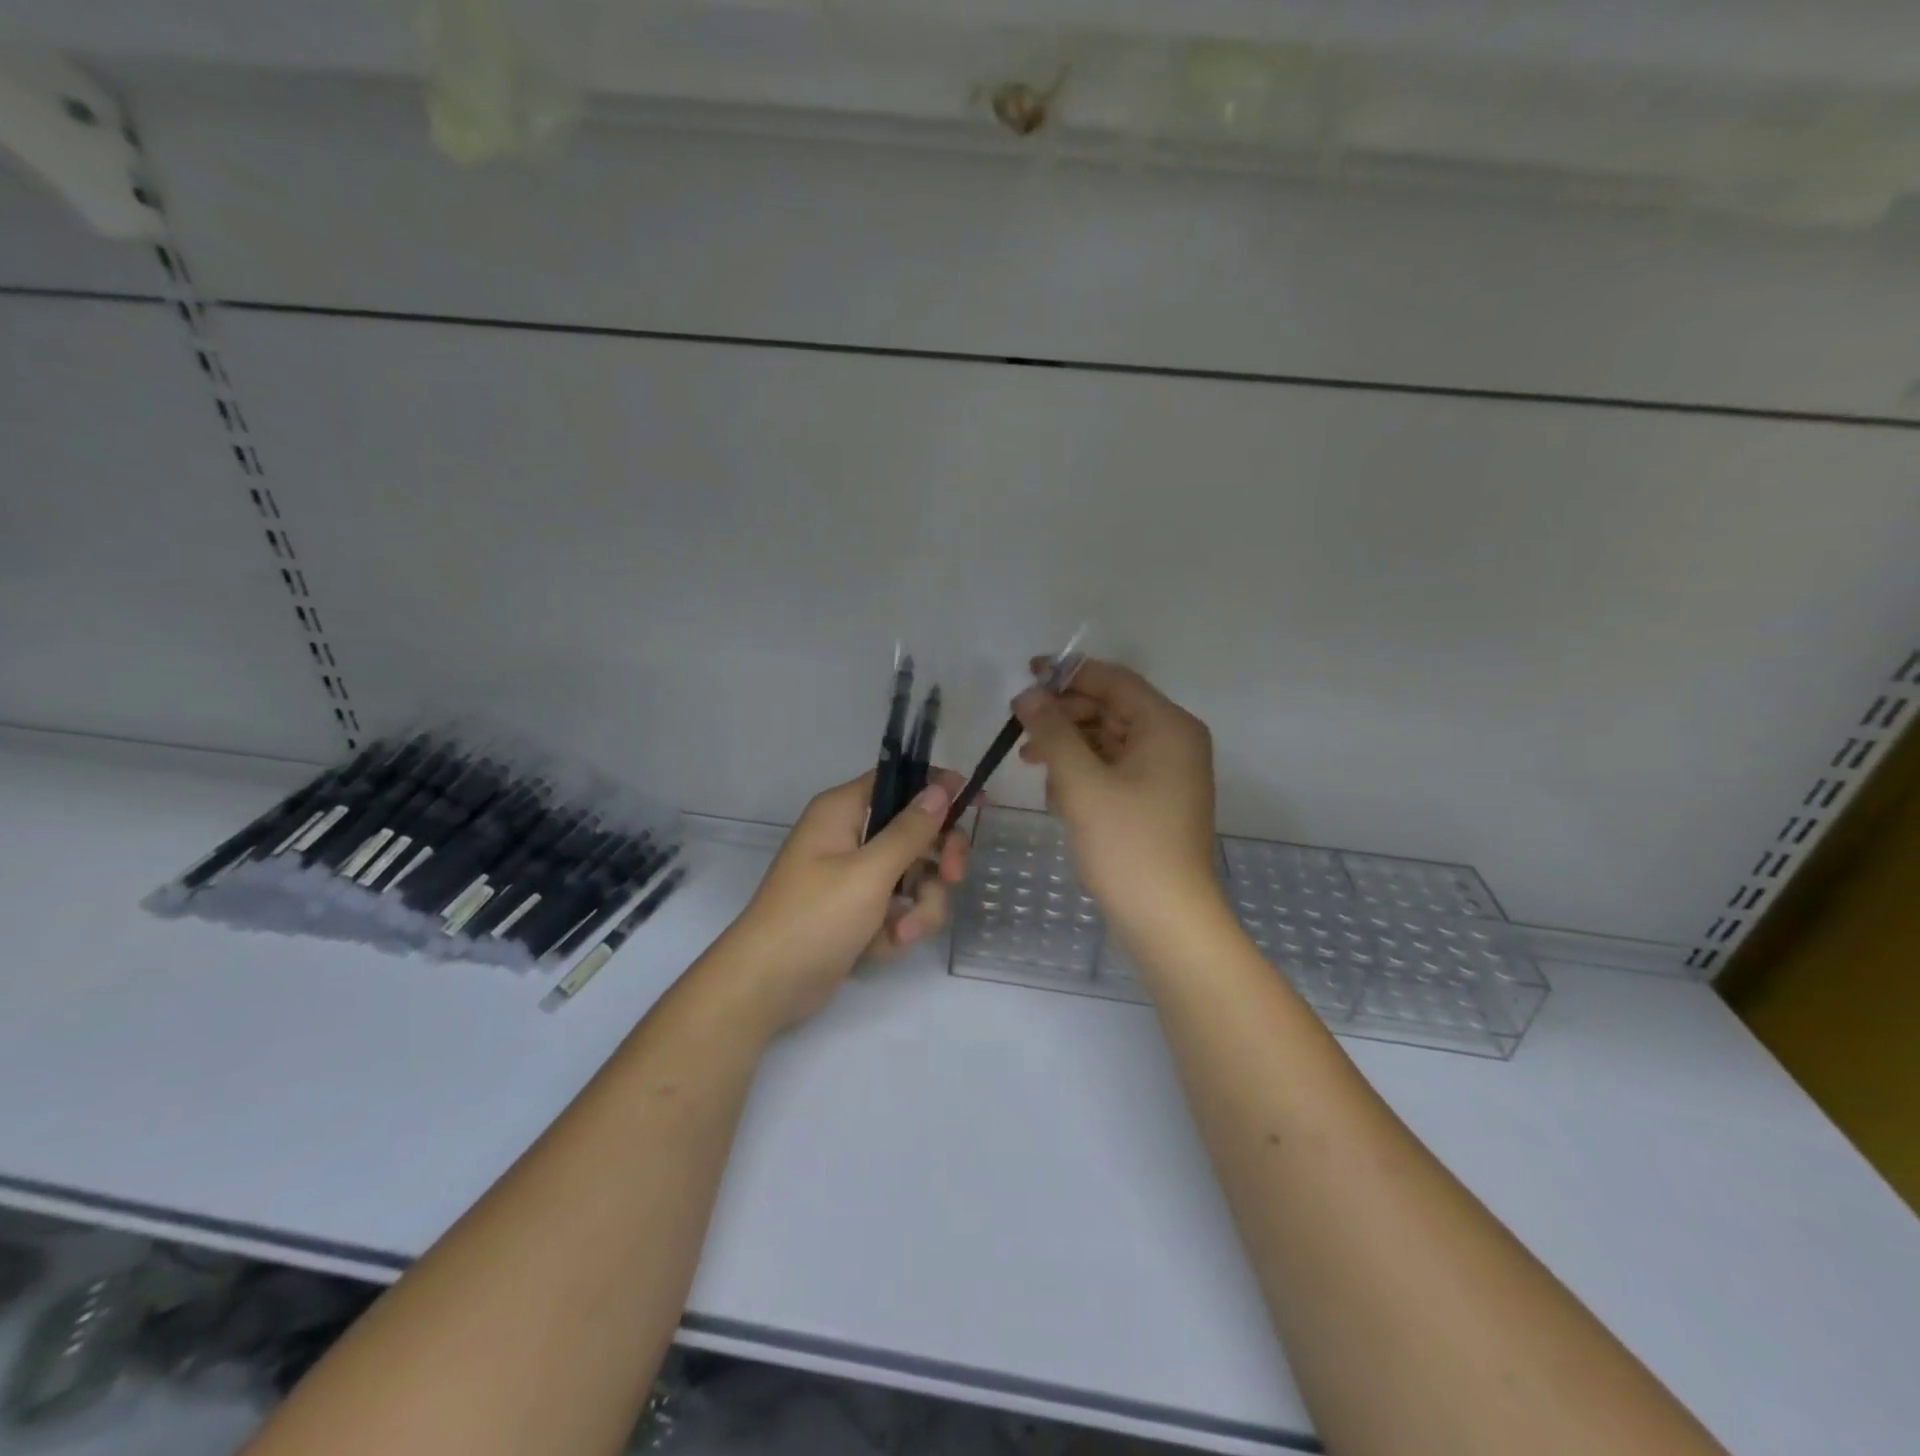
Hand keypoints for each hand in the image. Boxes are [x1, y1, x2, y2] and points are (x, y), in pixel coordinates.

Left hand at [722, 769, 968, 1028]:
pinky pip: (897, 907)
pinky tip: (882, 947)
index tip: (974, 804)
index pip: (899, 781)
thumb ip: (910, 831)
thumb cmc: (814, 918)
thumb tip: (940, 788)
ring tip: (901, 932)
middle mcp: (850, 836)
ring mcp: (854, 877)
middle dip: (937, 860)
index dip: (937, 789)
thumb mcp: (869, 873)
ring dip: (919, 906)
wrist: (766, 987)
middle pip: (915, 832)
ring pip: (913, 876)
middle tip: (953, 877)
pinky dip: (897, 927)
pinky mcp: (858, 912)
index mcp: (843, 811)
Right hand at [1015, 658, 1220, 932]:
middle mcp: (1173, 741)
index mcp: (1167, 726)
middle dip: (1065, 715)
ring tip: (1032, 763)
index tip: (1026, 674)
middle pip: (1111, 708)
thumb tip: (1027, 694)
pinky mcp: (1155, 800)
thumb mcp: (1082, 783)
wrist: (1166, 920)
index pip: (1114, 680)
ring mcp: (1166, 773)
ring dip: (1070, 746)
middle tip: (1021, 728)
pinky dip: (1085, 772)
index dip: (1069, 673)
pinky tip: (1058, 792)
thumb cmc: (1127, 845)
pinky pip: (1115, 768)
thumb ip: (1053, 732)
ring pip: (1109, 740)